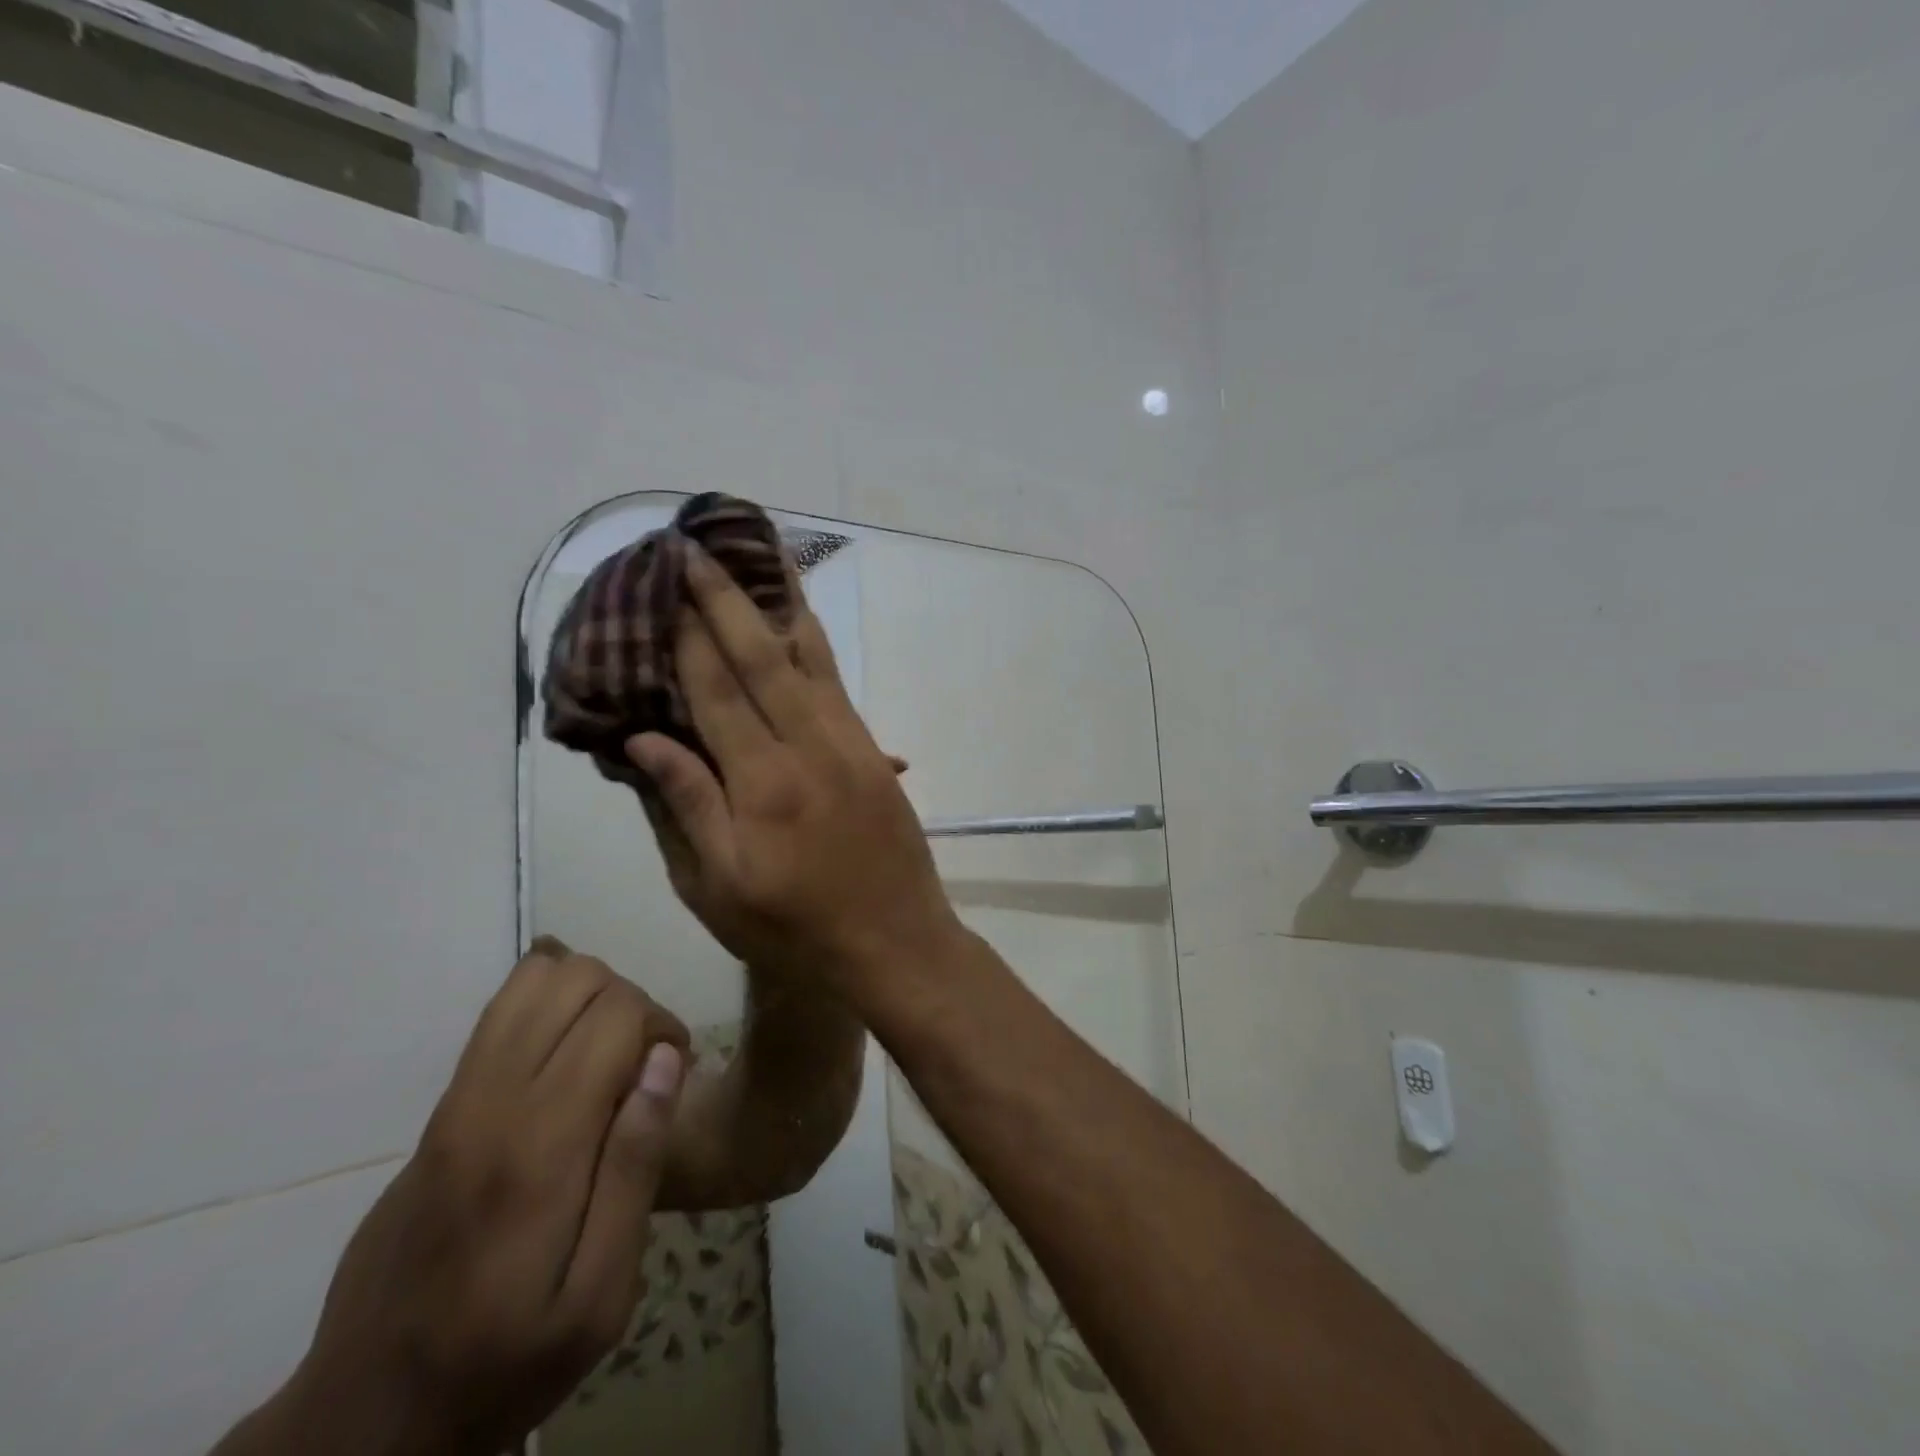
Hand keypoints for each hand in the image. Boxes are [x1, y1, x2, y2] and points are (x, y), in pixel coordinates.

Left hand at [219, 939, 691, 1455]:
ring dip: (588, 995)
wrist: (368, 1414)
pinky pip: (500, 1011)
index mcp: (540, 1146)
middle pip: (577, 979)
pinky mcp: (439, 1108)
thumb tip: (665, 1060)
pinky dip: (547, 1003)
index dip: (663, 1024)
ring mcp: (456, 1099)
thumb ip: (637, 1169)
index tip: (677, 1070)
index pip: (615, 1014)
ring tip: (607, 1051)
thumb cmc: (505, 1360)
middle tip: (646, 1063)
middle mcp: (492, 1102)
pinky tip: (568, 1051)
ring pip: (533, 980)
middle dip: (630, 1002)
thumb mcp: (601, 1297)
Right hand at [626, 546, 962, 1001]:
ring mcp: (850, 745)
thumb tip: (644, 738)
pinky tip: (800, 624)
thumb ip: (686, 806)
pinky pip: (838, 685)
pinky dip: (815, 646)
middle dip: (725, 600)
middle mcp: (810, 747)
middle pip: (762, 658)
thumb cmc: (797, 929)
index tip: (664, 589)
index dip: (687, 638)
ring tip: (758, 558)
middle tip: (697, 549)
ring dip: (779, 605)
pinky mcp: (874, 753)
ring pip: (811, 659)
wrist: (897, 942)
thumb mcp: (720, 888)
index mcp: (763, 783)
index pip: (716, 691)